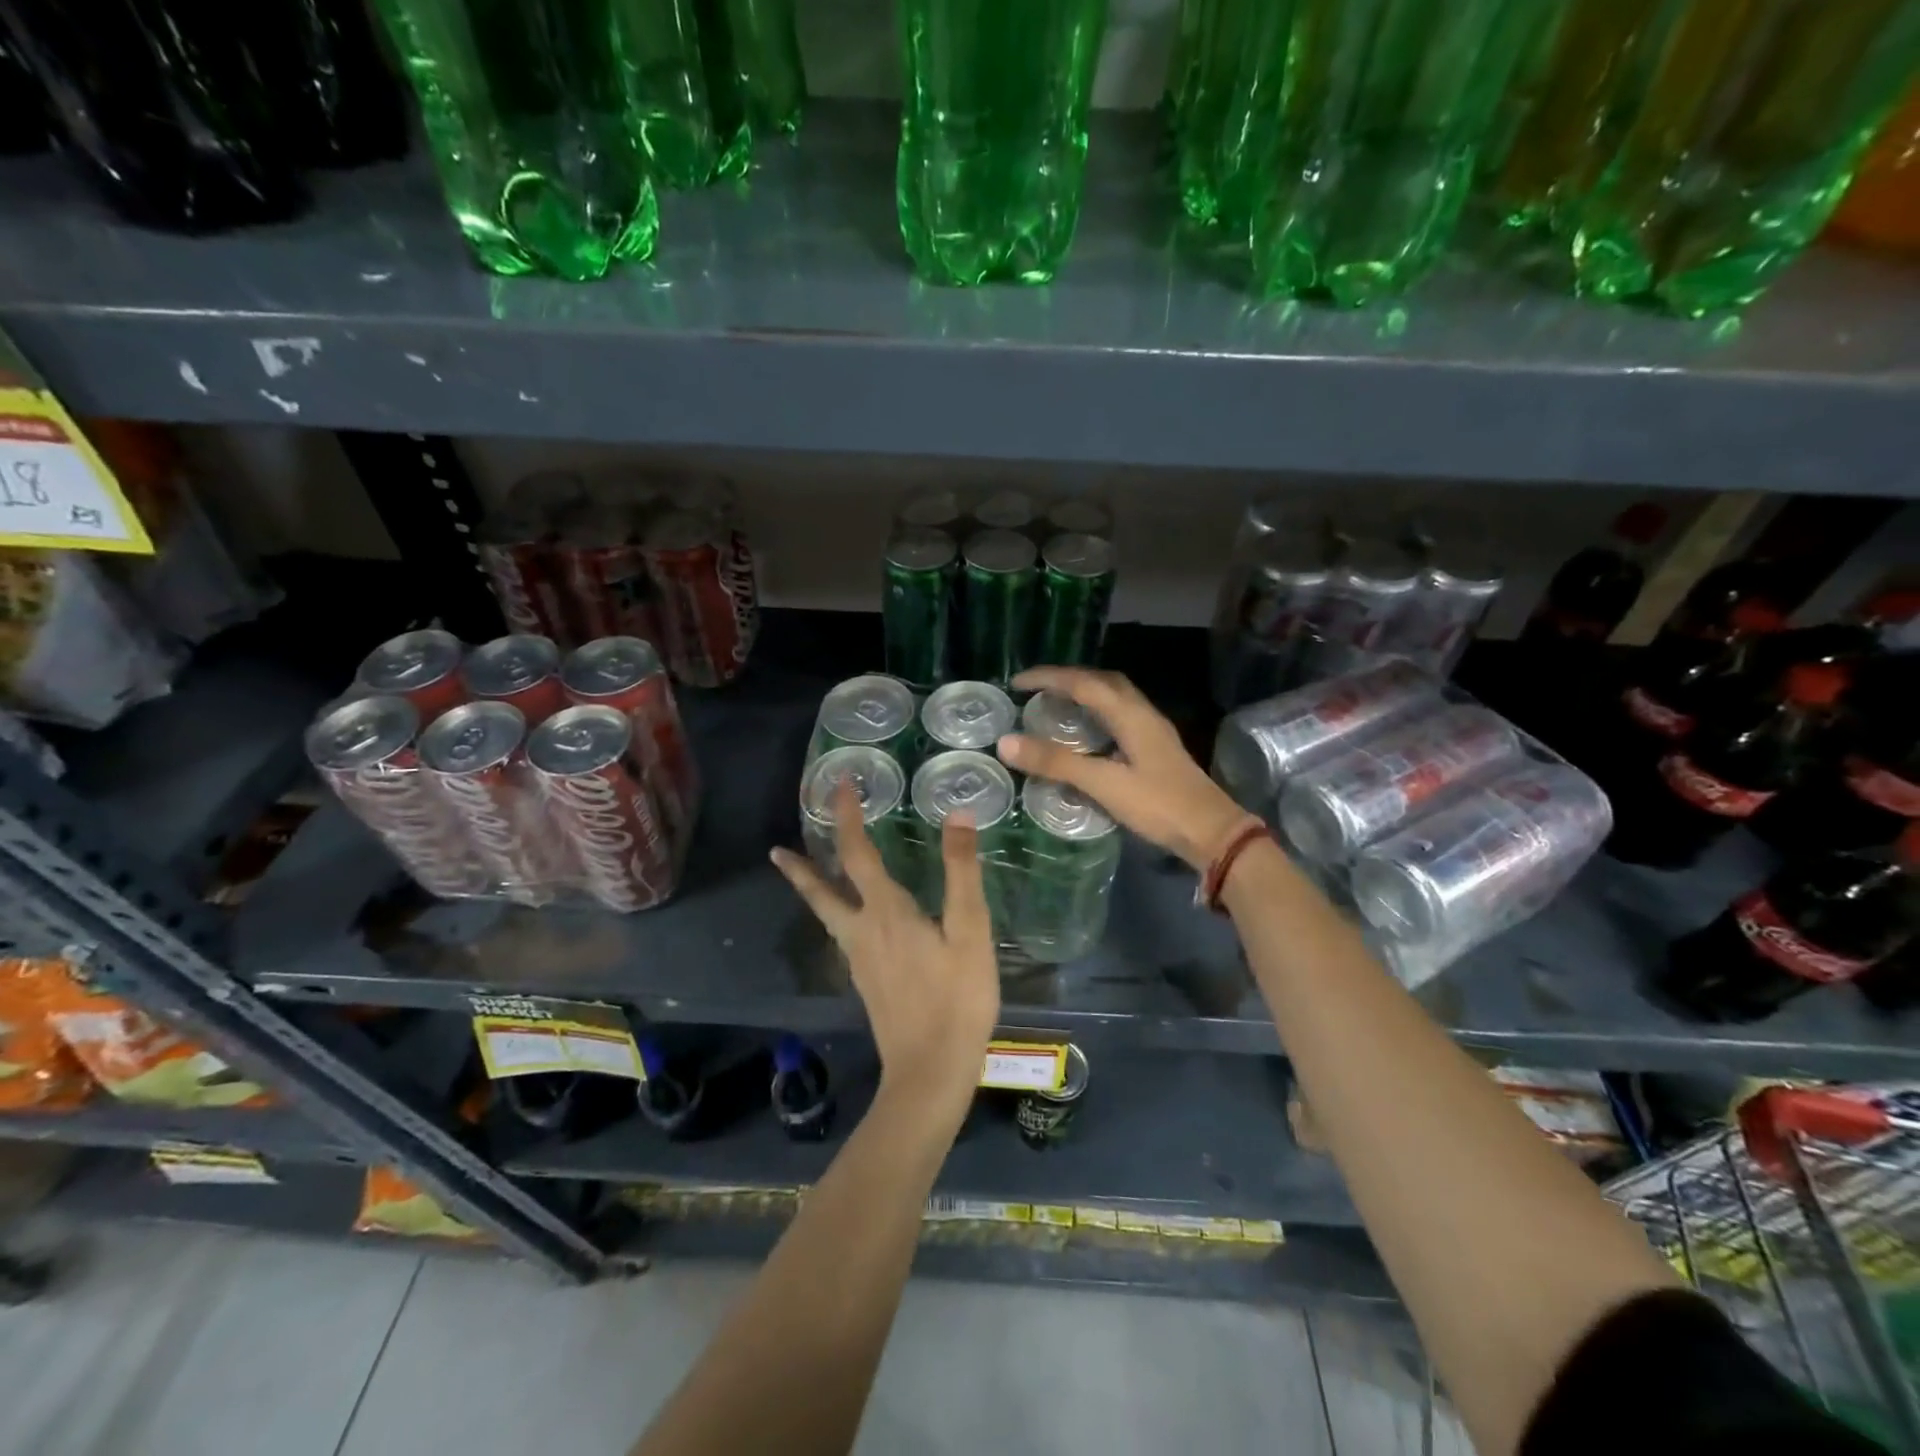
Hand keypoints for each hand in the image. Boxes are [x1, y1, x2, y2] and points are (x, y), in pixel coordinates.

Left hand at [770, 782, 998, 1113]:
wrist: (929, 1072)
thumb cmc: (956, 999)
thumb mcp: (970, 931)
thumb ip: (962, 872)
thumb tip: (955, 816)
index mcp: (885, 912)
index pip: (858, 853)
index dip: (847, 817)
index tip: (838, 786)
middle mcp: (861, 931)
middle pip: (822, 892)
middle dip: (802, 865)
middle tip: (777, 848)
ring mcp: (859, 960)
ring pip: (827, 915)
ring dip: (812, 890)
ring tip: (800, 874)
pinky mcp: (866, 983)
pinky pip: (842, 935)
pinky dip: (834, 914)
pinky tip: (850, 922)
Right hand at [998, 666, 1253, 871]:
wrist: (1212, 833)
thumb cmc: (1158, 805)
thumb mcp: (1103, 784)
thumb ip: (1056, 762)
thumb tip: (1006, 742)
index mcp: (1131, 715)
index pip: (1083, 683)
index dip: (1048, 678)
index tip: (1017, 682)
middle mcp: (1143, 713)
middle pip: (1102, 681)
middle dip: (1068, 678)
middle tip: (1036, 689)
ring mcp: (1153, 731)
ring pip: (1114, 697)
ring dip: (1085, 693)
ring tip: (1056, 704)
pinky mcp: (1156, 749)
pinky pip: (1120, 716)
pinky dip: (1097, 713)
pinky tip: (1087, 734)